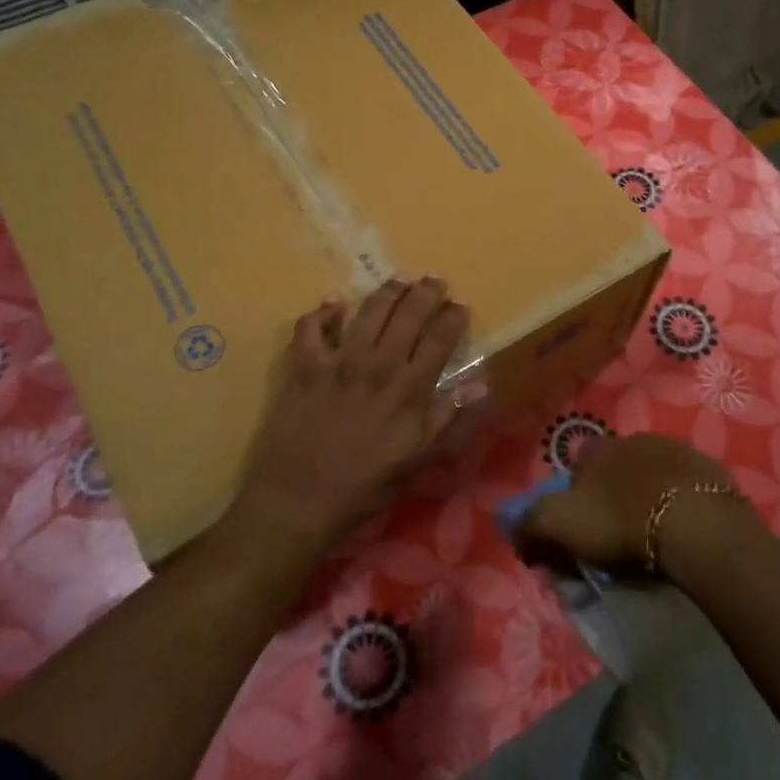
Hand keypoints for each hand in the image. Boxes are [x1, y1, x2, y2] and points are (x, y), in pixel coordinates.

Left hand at [231, 277, 469, 555]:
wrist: (299, 500)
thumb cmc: (364, 486)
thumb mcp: (416, 458)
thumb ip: (447, 417)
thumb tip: (480, 383)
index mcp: (409, 389)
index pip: (439, 340)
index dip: (452, 318)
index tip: (460, 304)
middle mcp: (377, 365)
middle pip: (407, 315)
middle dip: (425, 293)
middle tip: (434, 279)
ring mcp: (338, 361)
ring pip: (367, 312)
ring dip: (386, 292)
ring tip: (399, 279)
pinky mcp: (304, 366)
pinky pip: (311, 328)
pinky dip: (322, 313)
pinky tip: (332, 304)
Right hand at [515, 432, 764, 581]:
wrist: (697, 525)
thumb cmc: (622, 522)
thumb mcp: (560, 526)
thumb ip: (531, 525)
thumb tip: (516, 532)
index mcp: (596, 449)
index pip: (576, 468)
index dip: (574, 497)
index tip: (580, 528)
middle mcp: (633, 439)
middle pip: (615, 468)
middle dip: (612, 493)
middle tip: (618, 533)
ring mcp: (675, 450)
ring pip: (651, 472)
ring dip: (648, 494)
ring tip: (653, 532)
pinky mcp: (708, 469)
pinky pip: (686, 486)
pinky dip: (681, 501)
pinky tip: (684, 527)